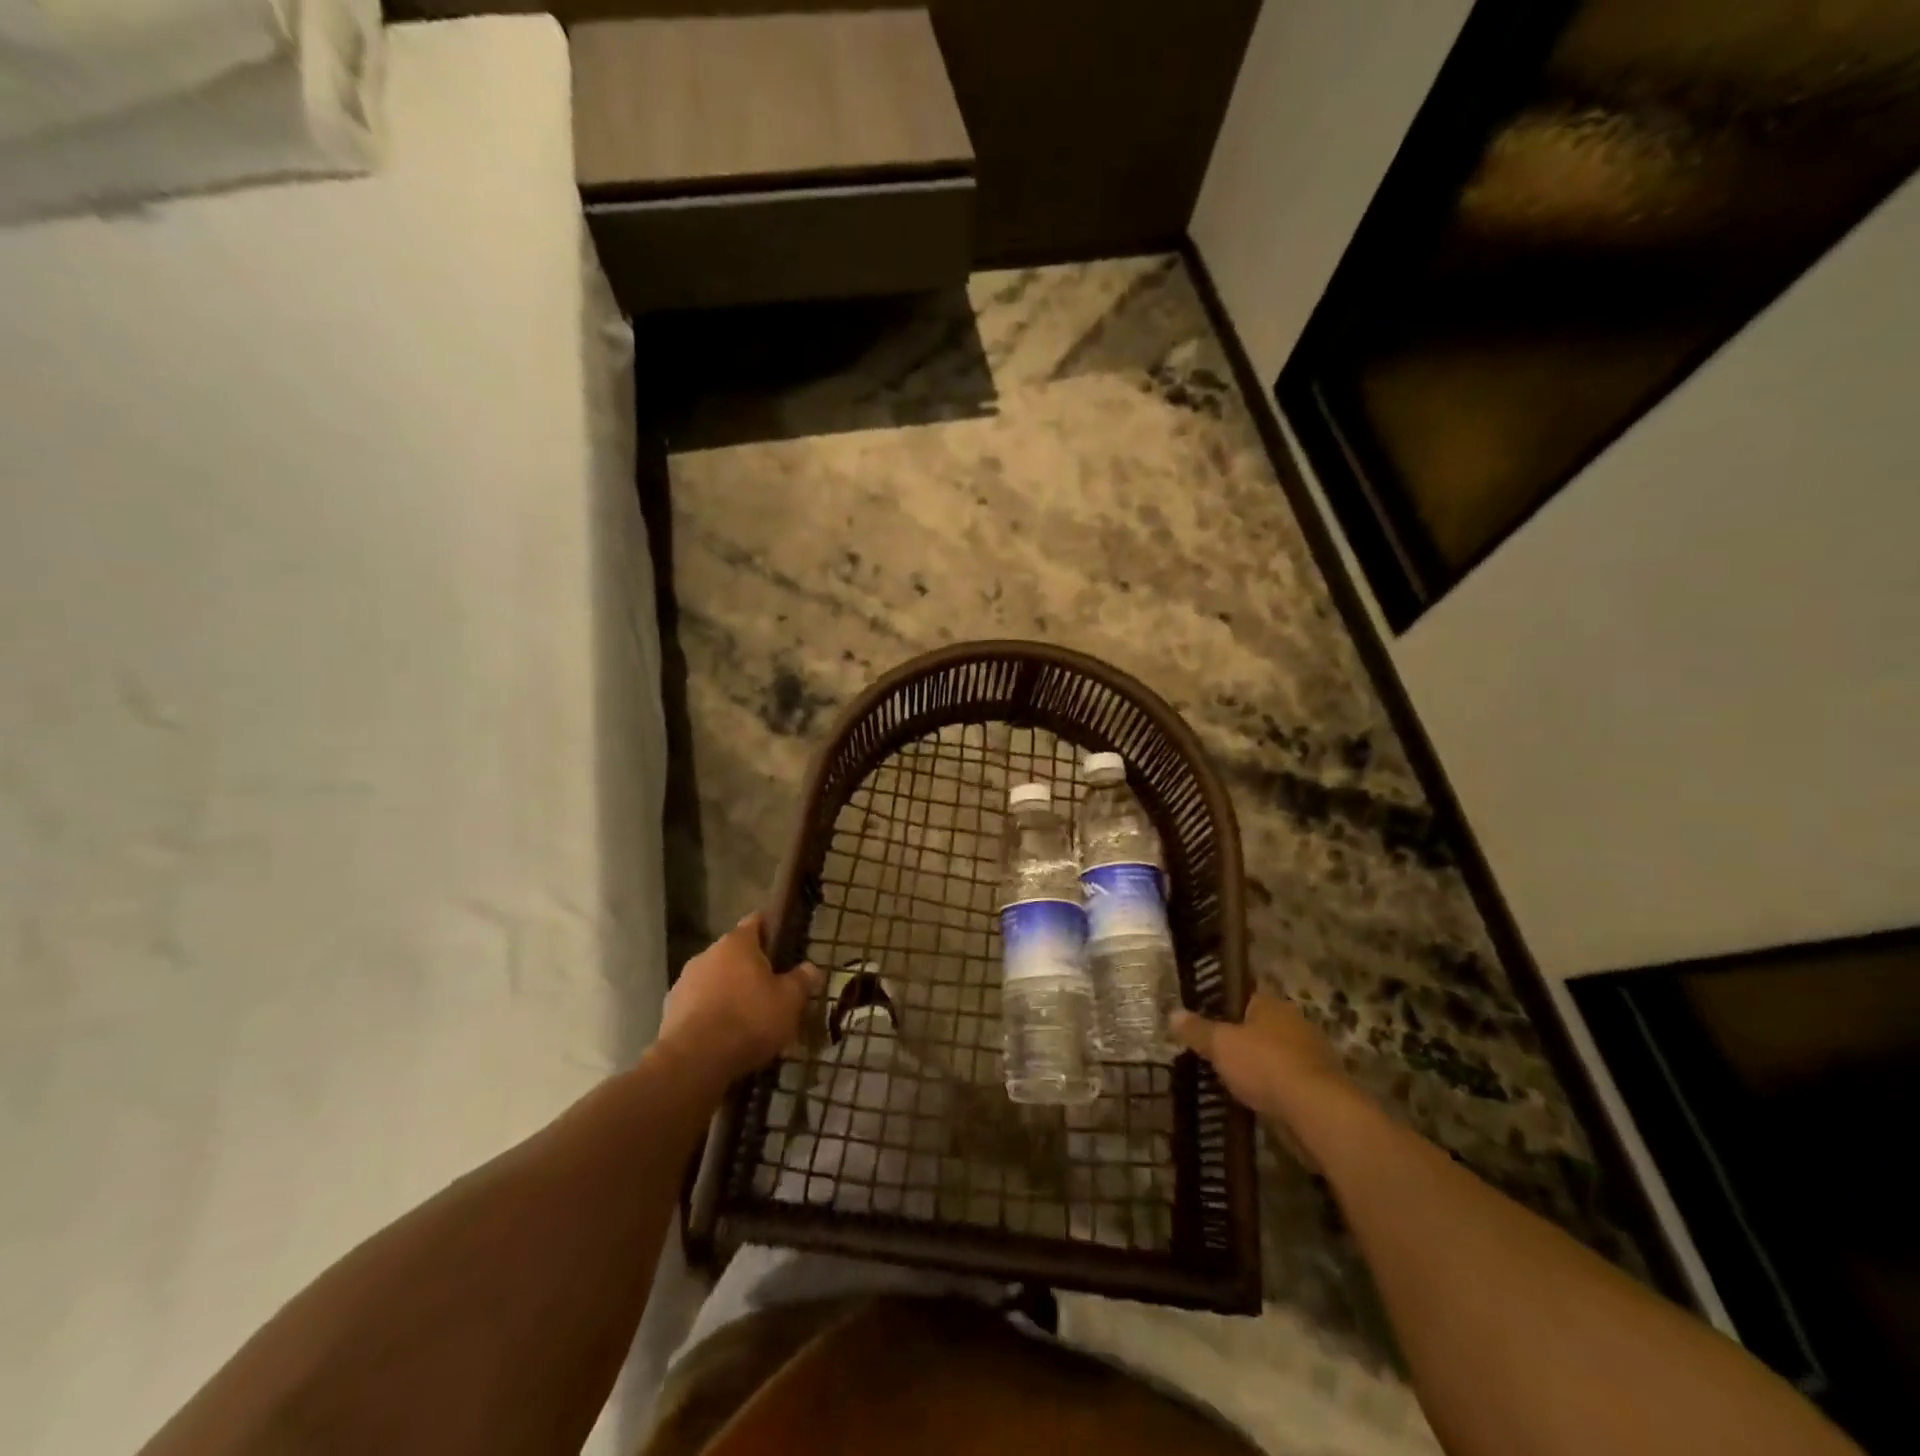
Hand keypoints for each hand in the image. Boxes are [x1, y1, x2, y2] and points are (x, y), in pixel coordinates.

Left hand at [657, 913, 823, 1087]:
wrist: (694, 1061)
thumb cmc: (749, 1020)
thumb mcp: (789, 1001)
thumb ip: (802, 980)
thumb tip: (811, 968)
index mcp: (737, 943)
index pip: (757, 921)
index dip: (772, 930)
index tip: (785, 945)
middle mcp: (707, 954)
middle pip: (735, 953)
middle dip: (751, 968)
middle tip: (772, 990)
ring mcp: (684, 981)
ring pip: (715, 979)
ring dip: (729, 991)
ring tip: (748, 1019)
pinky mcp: (670, 1010)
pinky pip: (698, 1005)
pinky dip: (711, 1013)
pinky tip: (724, 1036)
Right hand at [1171, 991, 1364, 1158]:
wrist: (1316, 1111)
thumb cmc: (1265, 1064)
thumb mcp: (1220, 1045)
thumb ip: (1197, 1030)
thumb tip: (1173, 1013)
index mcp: (1272, 1005)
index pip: (1246, 998)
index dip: (1226, 1009)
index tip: (1209, 1023)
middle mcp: (1296, 1024)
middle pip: (1263, 1028)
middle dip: (1244, 1041)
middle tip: (1218, 1055)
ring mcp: (1313, 1056)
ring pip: (1278, 1056)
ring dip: (1262, 1068)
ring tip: (1234, 1082)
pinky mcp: (1322, 1088)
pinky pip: (1290, 1083)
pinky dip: (1276, 1091)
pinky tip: (1258, 1103)